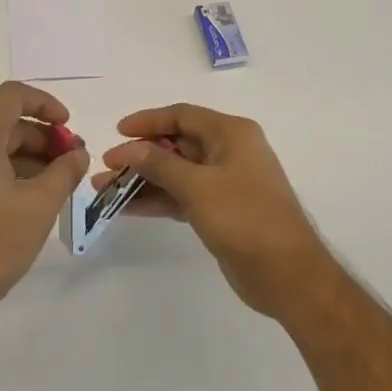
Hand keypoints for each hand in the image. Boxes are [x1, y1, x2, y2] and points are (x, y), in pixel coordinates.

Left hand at [0, 81, 90, 335]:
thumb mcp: (39, 207)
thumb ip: (64, 172)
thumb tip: (77, 154)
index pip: (12, 96)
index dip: (46, 104)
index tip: (70, 128)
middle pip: (3, 123)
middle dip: (42, 138)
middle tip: (72, 165)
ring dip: (26, 157)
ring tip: (56, 185)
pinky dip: (5, 171)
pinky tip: (28, 198)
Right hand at [96, 104, 335, 320]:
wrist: (286, 274)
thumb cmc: (245, 218)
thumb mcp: (198, 186)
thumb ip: (159, 164)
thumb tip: (128, 148)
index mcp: (231, 134)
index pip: (182, 116)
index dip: (148, 121)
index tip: (117, 132)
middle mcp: (228, 152)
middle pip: (176, 144)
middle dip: (140, 155)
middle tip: (106, 167)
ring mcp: (224, 183)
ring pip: (175, 173)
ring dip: (142, 180)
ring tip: (104, 189)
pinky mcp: (219, 210)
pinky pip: (181, 196)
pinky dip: (157, 200)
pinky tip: (127, 208)